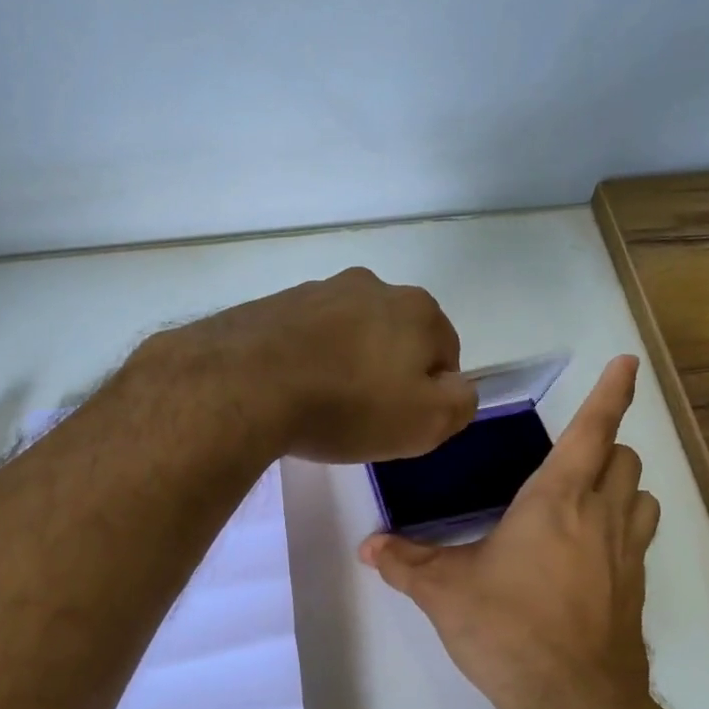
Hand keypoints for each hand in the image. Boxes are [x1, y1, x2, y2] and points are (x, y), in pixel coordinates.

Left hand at [154, 268, 477, 463]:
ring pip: (350, 333)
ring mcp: (320, 289)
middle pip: (396, 337)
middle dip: (387, 372)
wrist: (248, 385)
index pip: (445, 353)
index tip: (401, 422)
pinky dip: (308, 358)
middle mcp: (373, 286)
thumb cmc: (349, 406)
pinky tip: (292, 389)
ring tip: (323, 404)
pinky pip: (307, 336)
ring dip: (346, 363)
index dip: (429, 393)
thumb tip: (455, 387)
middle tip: (363, 415)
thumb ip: (460, 402)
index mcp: (419, 309)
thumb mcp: (427, 422)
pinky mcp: (275, 303)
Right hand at [359, 356, 660, 708]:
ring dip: (622, 485)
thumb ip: (405, 562)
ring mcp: (627, 553)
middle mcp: (602, 516)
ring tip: (587, 499)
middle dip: (606, 446)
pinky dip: (625, 526)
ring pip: (643, 495)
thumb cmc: (507, 630)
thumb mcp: (444, 592)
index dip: (612, 392)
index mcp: (557, 501)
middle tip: (573, 458)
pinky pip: (640, 537)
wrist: (573, 701)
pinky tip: (589, 554)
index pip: (593, 430)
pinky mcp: (637, 588)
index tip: (627, 363)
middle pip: (625, 458)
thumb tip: (368, 546)